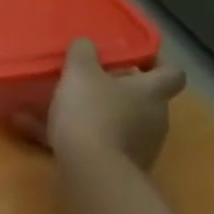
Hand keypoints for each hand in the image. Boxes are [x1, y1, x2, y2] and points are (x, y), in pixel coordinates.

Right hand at [15, 39, 186, 169]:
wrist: (91, 170)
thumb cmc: (92, 113)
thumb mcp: (80, 74)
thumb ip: (83, 54)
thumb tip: (86, 43)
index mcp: (152, 92)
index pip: (172, 73)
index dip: (157, 65)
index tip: (136, 61)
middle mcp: (155, 119)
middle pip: (144, 100)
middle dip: (119, 93)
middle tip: (91, 85)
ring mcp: (142, 147)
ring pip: (120, 124)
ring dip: (97, 117)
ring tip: (60, 112)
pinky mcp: (123, 169)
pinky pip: (98, 146)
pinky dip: (77, 139)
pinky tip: (41, 135)